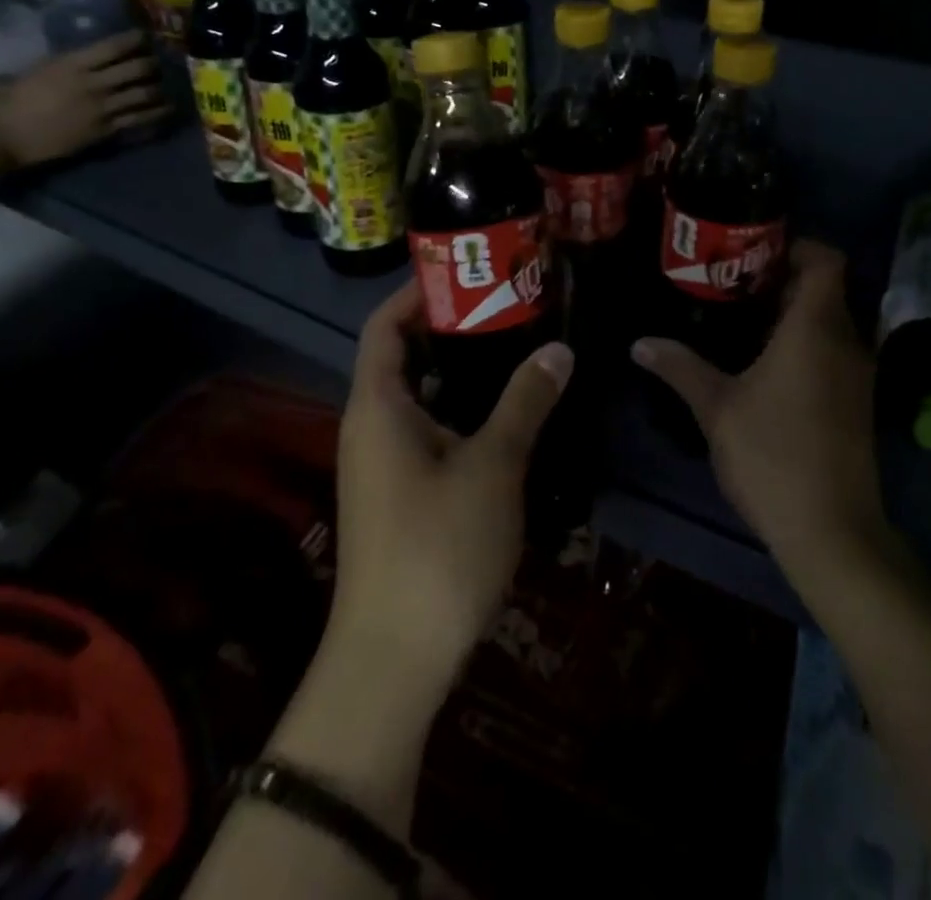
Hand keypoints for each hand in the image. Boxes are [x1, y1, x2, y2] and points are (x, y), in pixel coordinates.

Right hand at [0, 32, 166, 167]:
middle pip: (137, 69)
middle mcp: (94, 83)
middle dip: (153, 64)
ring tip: (169, 85)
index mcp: (72, 63)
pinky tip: (167, 109)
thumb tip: (86, 59)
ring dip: (160, 88)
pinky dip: (156, 113)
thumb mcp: (39, 70)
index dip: (135, 40)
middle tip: (160, 62)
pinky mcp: (106, 130)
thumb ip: (67, 64)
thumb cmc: (10, 97)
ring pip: (145, 94)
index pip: (113, 46)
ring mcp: (103, 107)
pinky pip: (139, 119)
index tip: (146, 36)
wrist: (2, 132)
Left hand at [331, 281, 573, 703]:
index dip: (418, 290)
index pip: (384, 325)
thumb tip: (560, 350)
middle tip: (509, 303)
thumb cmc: (437, 549)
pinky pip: (428, 430)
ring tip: (516, 346)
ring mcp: (383, 464)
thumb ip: (525, 401)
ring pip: (420, 396)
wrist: (393, 662)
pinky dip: (461, 409)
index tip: (469, 269)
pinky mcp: (400, 495)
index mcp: (377, 406)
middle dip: (451, 326)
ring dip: (461, 369)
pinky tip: (506, 413)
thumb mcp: (492, 466)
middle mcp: (370, 426)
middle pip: (403, 355)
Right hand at [633, 240, 884, 571]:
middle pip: (826, 289)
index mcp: (815, 329)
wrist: (832, 531)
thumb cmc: (772, 455)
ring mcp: (858, 374)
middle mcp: (846, 341)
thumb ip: (680, 367)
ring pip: (831, 322)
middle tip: (733, 284)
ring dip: (794, 315)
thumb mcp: (716, 408)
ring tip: (743, 320)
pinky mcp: (858, 402)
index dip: (797, 245)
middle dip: (783, 280)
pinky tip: (766, 366)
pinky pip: (835, 351)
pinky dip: (807, 344)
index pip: (826, 260)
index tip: (756, 251)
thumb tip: (640, 342)